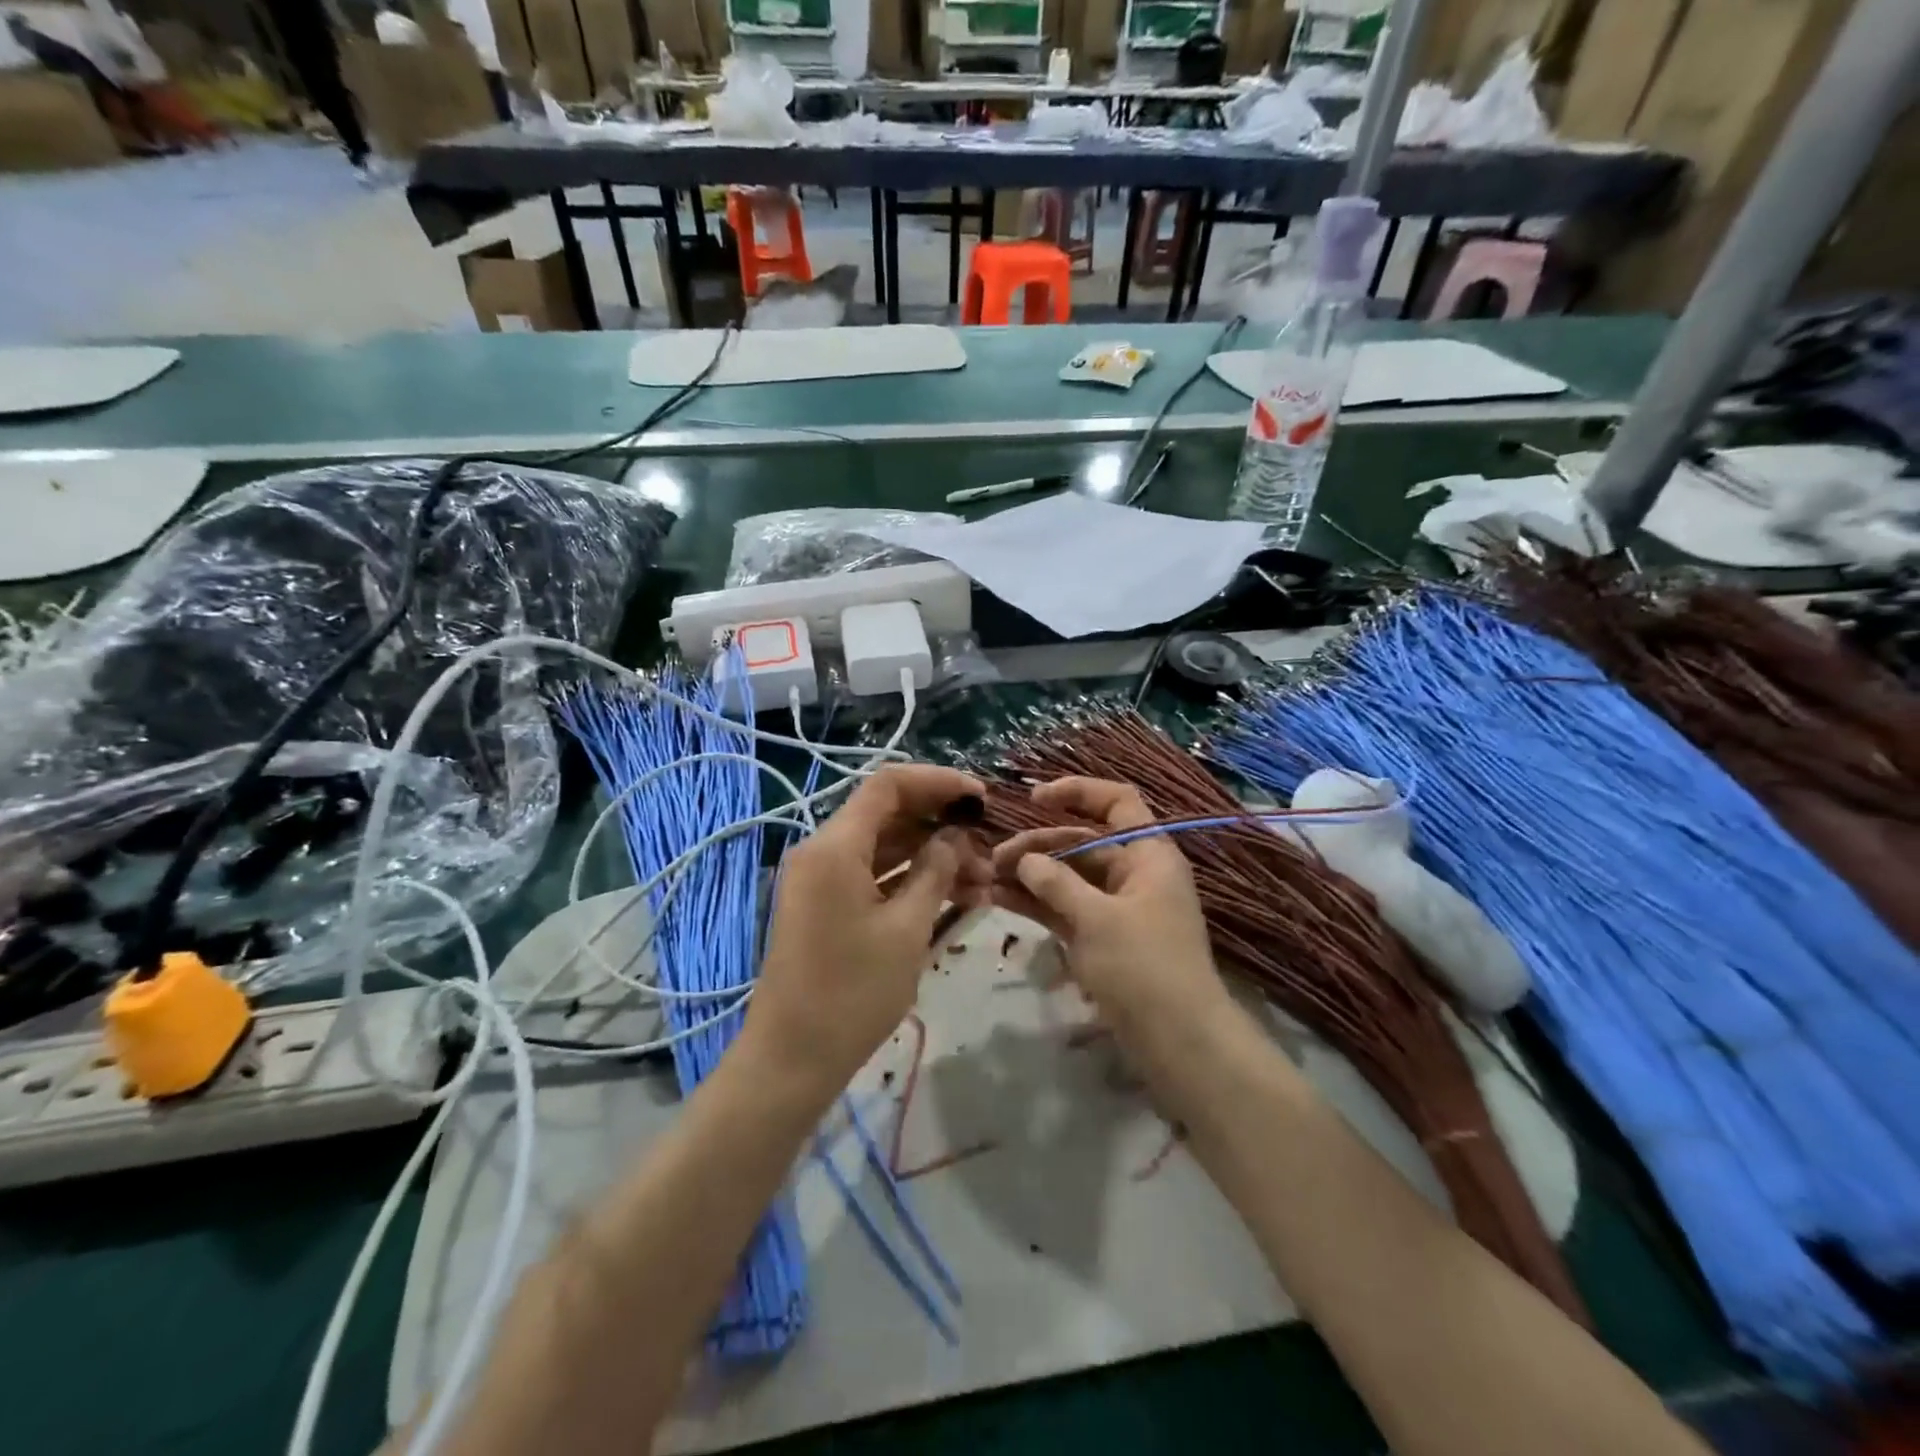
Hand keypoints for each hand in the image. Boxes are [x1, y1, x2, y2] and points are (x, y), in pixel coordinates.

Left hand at [747, 764, 993, 1093]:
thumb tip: (955, 838)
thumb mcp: (906, 929)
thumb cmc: (852, 993)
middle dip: (940, 823)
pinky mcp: (826, 904)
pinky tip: (953, 896)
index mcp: (835, 846)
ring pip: (884, 845)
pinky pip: (873, 874)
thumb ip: (935, 872)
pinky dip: (910, 878)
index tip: (981, 797)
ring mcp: (822, 878)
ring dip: (931, 854)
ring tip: (982, 880)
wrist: (792, 1058)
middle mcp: (823, 851)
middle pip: (887, 813)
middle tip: (987, 844)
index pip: (889, 785)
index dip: (938, 782)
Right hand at [990, 777, 1232, 1058]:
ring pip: (1067, 878)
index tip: (1033, 799)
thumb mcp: (1097, 919)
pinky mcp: (1100, 938)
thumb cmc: (1144, 967)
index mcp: (1148, 854)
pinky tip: (997, 900)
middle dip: (1037, 846)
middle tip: (993, 859)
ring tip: (984, 878)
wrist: (1177, 1042)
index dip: (1077, 792)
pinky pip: (1064, 908)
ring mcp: (1115, 907)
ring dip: (1028, 876)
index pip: (1116, 802)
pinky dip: (1035, 903)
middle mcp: (1133, 873)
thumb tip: (1024, 860)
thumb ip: (1056, 883)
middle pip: (1081, 842)